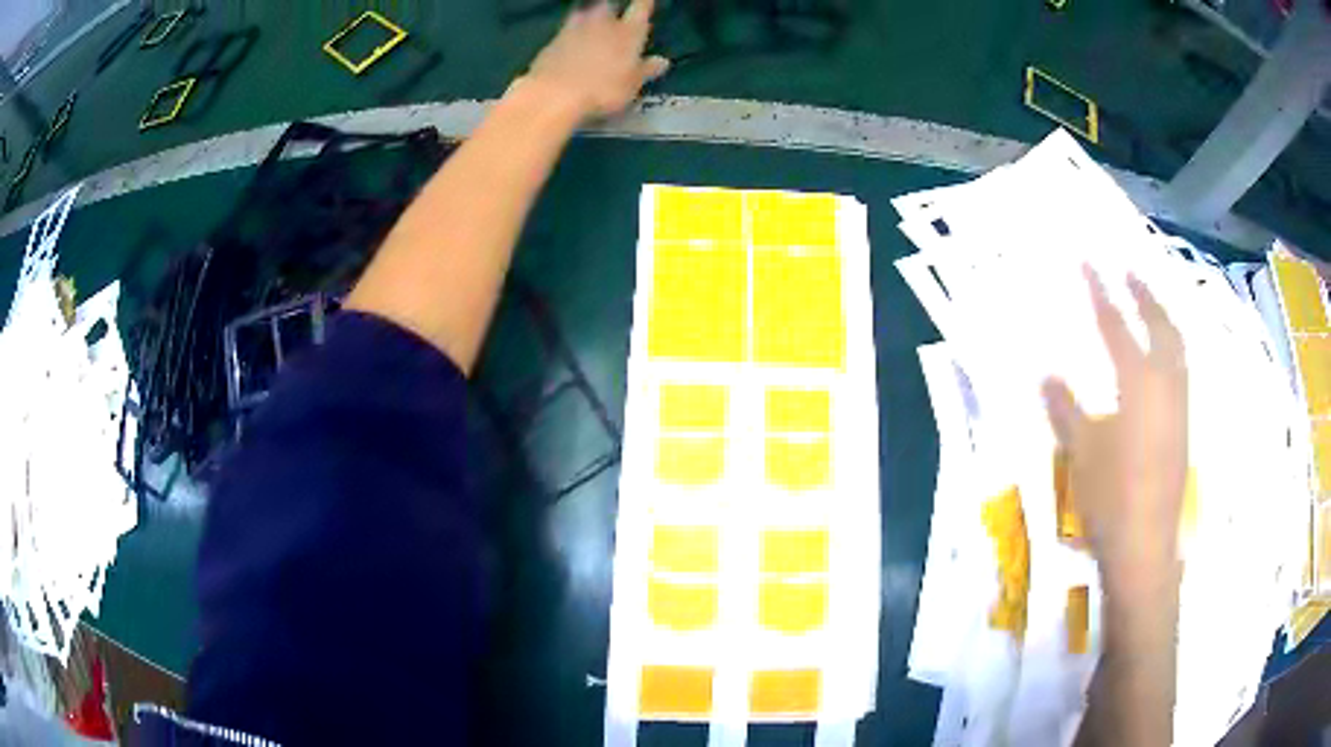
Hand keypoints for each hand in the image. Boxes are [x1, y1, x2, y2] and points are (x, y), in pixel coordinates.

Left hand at [526, 0, 669, 119]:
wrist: (555, 93)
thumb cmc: (603, 89)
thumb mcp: (632, 85)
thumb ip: (646, 70)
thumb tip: (662, 61)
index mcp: (628, 31)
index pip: (640, 8)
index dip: (644, 4)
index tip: (646, 1)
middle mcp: (602, 23)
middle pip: (608, 6)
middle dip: (611, 9)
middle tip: (612, 15)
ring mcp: (574, 29)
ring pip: (583, 14)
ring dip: (588, 18)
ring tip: (589, 25)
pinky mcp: (552, 41)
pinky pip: (564, 32)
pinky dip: (568, 35)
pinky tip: (569, 44)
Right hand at [1043, 266, 1187, 599]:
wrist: (1145, 545)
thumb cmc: (1111, 496)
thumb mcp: (1080, 451)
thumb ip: (1065, 408)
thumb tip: (1048, 374)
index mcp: (1138, 382)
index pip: (1116, 325)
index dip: (1101, 292)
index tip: (1089, 263)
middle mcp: (1165, 383)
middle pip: (1160, 325)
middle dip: (1144, 293)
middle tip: (1129, 270)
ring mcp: (1179, 405)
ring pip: (1178, 347)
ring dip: (1164, 316)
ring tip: (1151, 301)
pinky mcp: (1184, 426)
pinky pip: (1182, 370)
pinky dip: (1173, 347)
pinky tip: (1164, 355)